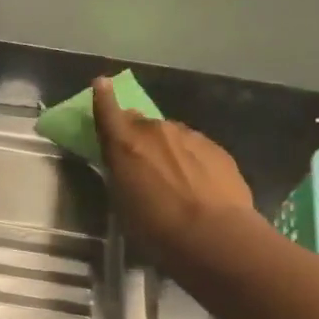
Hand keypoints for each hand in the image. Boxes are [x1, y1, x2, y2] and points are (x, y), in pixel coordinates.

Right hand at [92, 76, 260, 273]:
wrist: (213, 234)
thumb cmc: (154, 228)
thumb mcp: (123, 203)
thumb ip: (122, 173)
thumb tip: (125, 162)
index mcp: (125, 144)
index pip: (107, 111)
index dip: (103, 97)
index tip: (101, 83)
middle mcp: (156, 131)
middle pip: (141, 124)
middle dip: (137, 134)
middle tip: (139, 158)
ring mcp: (189, 136)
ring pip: (171, 135)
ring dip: (167, 148)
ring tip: (172, 177)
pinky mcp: (216, 149)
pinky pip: (195, 147)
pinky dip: (191, 159)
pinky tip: (196, 183)